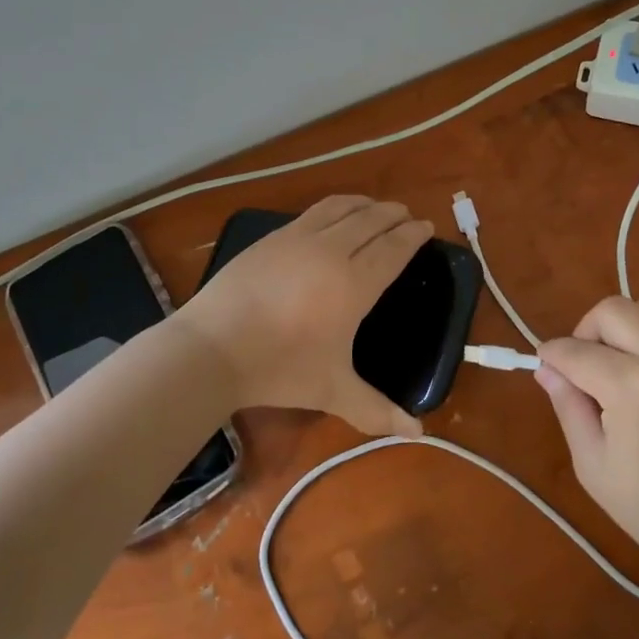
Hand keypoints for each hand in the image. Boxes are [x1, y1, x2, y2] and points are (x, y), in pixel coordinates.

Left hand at [176, 195, 431, 439]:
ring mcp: (297, 239)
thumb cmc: (279, 369)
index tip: (426, 226)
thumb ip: (377, 410)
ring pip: (341, 209)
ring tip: (375, 208)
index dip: (413, 235)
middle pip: (371, 221)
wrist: (212, 348)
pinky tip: (332, 218)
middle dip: (394, 214)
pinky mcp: (271, 238)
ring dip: (365, 205)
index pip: (393, 248)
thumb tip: (418, 433)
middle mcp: (331, 251)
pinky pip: (313, 212)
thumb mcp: (333, 392)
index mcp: (354, 284)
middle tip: (406, 215)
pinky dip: (334, 208)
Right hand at [535, 293, 638, 583]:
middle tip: (586, 367)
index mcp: (630, 386)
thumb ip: (567, 406)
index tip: (547, 368)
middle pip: (613, 310)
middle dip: (587, 332)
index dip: (551, 357)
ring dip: (636, 322)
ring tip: (631, 356)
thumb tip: (547, 368)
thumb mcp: (591, 464)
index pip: (574, 350)